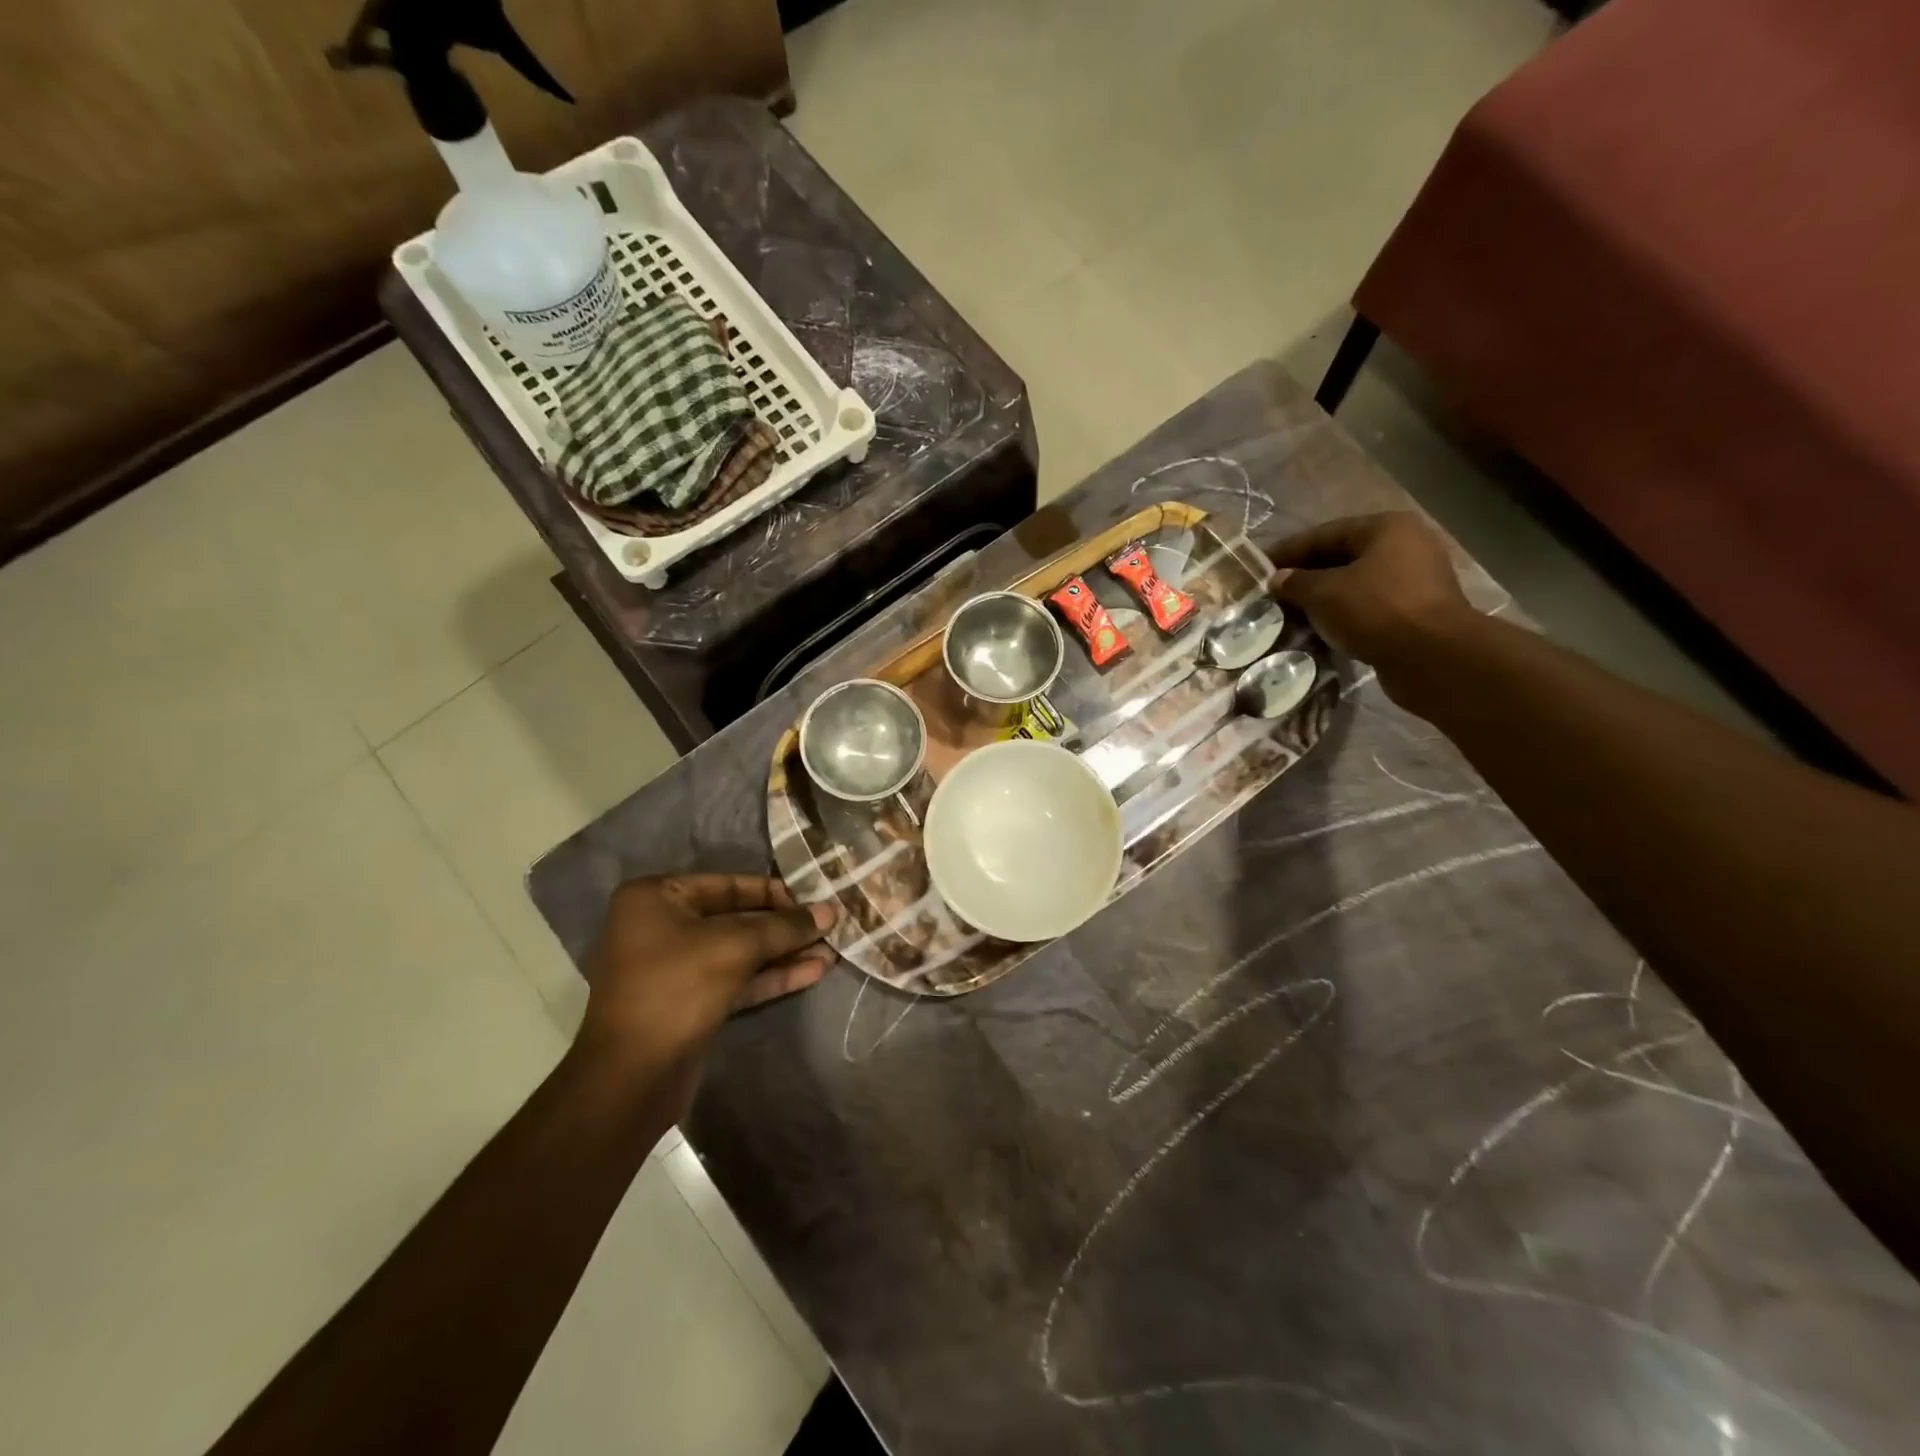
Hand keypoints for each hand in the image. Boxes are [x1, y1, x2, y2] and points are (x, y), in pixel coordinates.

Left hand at [579, 875, 837, 1081]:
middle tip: (830, 927)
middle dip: (784, 927)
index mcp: (656, 898)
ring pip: (739, 952)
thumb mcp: (736, 946)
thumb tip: (830, 911)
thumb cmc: (677, 989)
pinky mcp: (690, 1002)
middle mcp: (661, 926)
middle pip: (736, 918)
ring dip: (784, 953)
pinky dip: (770, 976)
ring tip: (831, 951)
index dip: (776, 893)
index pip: (729, 884)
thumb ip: (784, 926)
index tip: (816, 900)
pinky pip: (735, 979)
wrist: (632, 1078)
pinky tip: (813, 972)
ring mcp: (674, 967)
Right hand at [1268, 511, 1476, 669]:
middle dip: (1307, 575)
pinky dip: (1344, 614)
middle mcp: (1406, 545)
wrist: (1432, 657)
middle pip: (1343, 556)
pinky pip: (1370, 605)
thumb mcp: (1324, 593)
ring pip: (1356, 583)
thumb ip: (1296, 582)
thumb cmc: (1375, 610)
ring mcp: (1416, 579)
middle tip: (1274, 593)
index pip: (1325, 533)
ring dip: (1324, 597)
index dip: (1289, 550)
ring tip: (1292, 613)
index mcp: (1386, 528)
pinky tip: (1320, 628)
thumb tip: (1277, 579)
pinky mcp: (1417, 611)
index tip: (1260, 567)